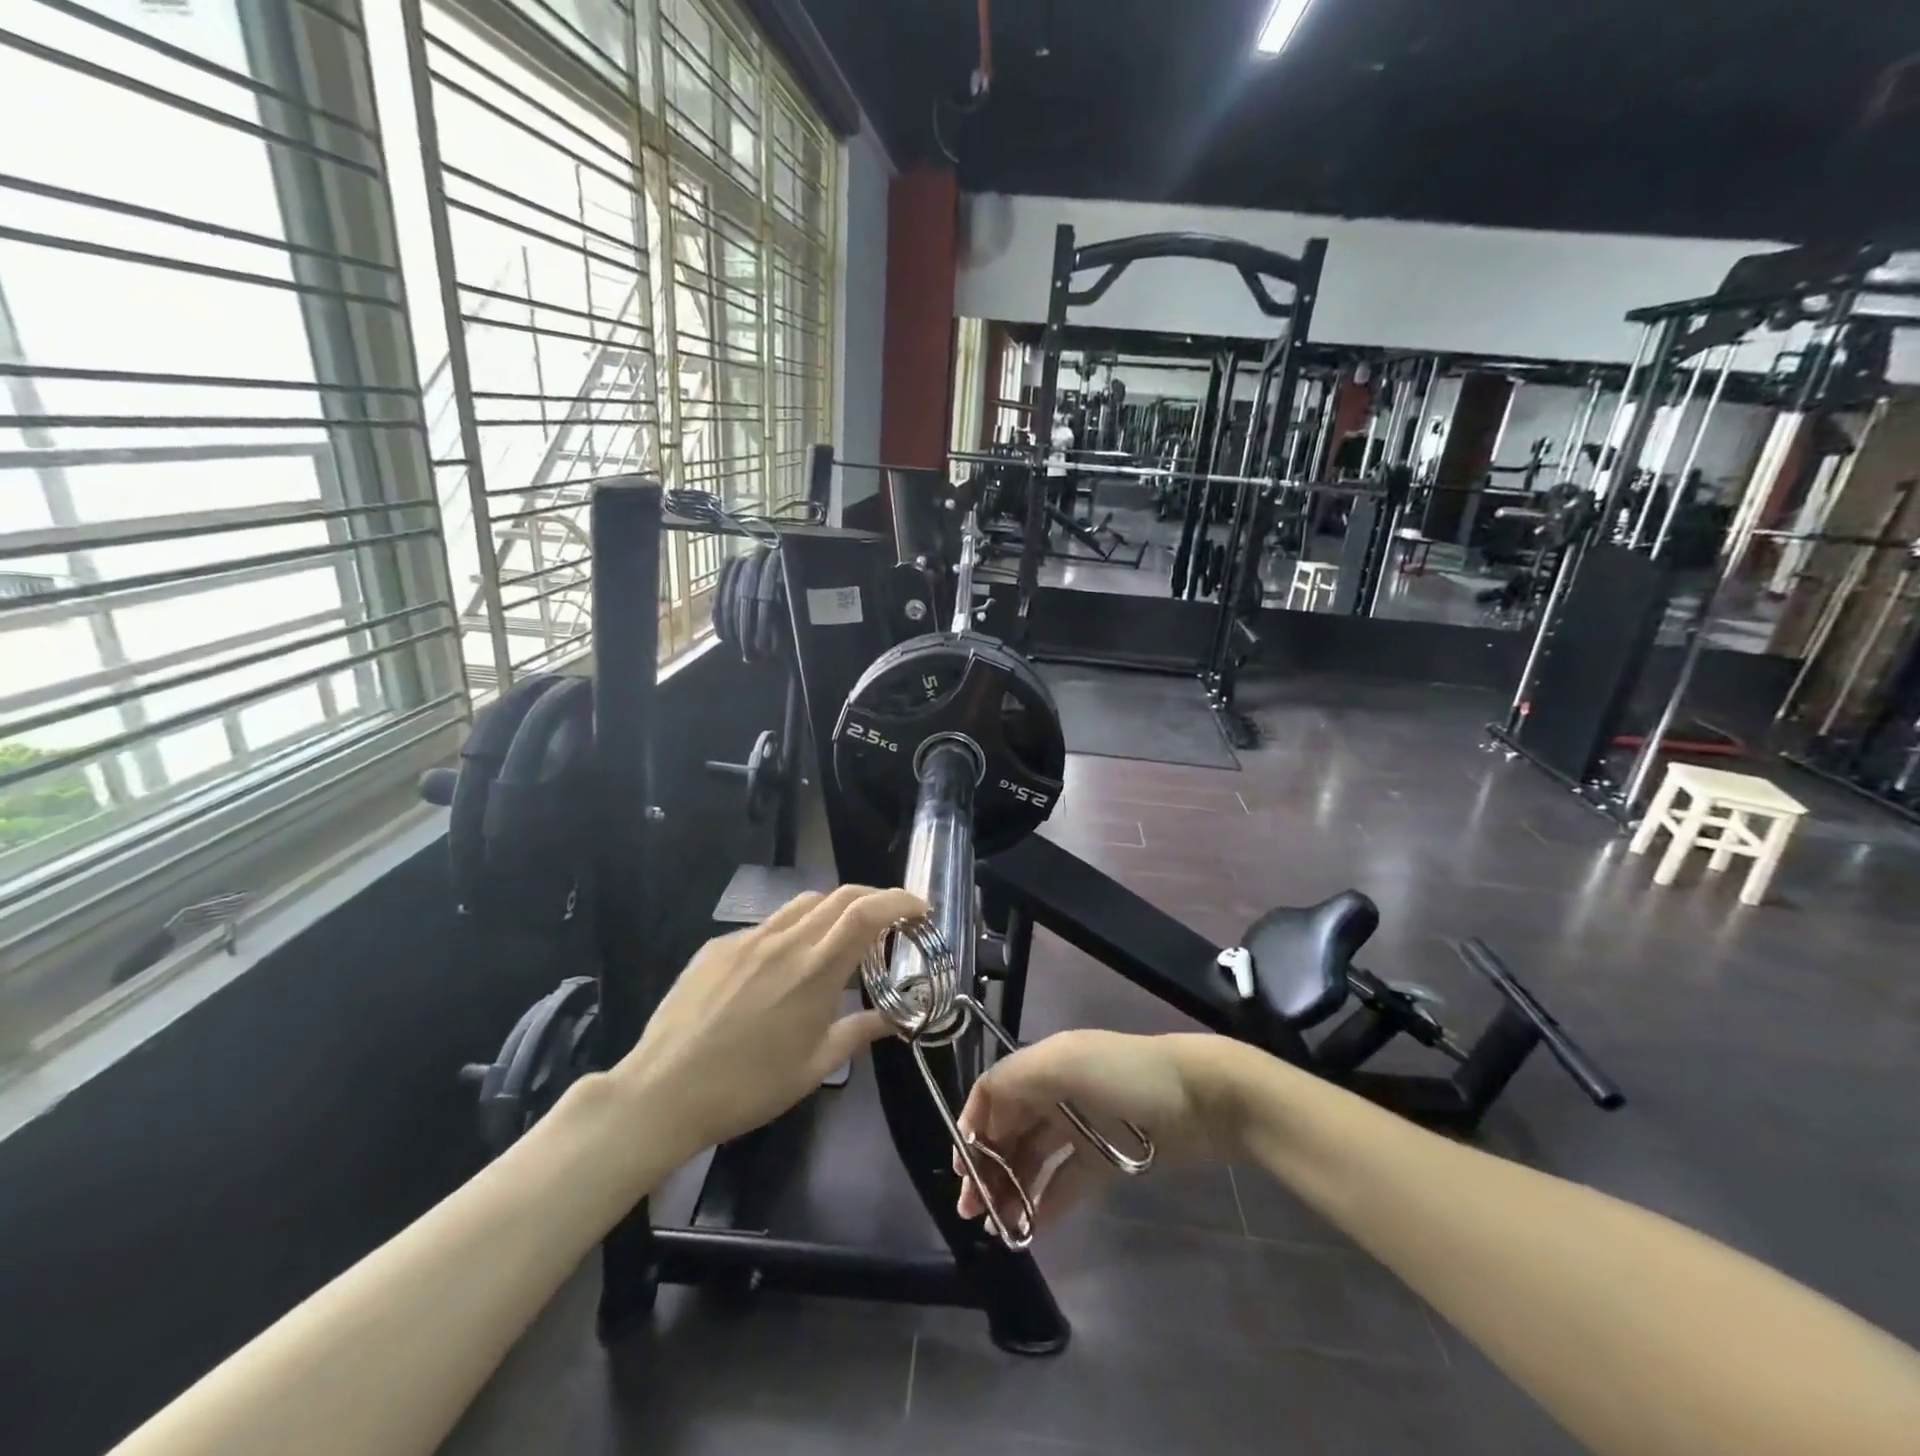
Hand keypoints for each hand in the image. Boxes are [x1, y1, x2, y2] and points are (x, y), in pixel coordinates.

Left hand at [615, 884, 925, 1157]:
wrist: (662, 1093)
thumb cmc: (749, 1087)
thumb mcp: (814, 1066)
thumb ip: (859, 1032)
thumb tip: (894, 1020)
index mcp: (816, 970)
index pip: (868, 913)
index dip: (900, 901)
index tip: (920, 909)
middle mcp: (785, 941)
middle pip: (841, 896)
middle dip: (874, 899)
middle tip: (889, 922)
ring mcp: (748, 939)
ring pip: (803, 904)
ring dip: (833, 910)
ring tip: (838, 940)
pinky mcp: (718, 946)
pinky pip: (766, 926)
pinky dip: (791, 932)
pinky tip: (781, 967)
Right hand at [954, 1031, 1236, 1231]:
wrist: (1200, 1098)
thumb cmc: (1124, 1076)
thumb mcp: (1065, 1063)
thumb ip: (1014, 1080)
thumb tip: (979, 1111)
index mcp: (1044, 1065)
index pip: (994, 1093)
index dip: (973, 1126)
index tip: (962, 1169)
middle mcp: (1056, 1093)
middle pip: (1010, 1130)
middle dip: (988, 1166)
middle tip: (972, 1211)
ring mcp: (1081, 1128)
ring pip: (1035, 1159)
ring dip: (1013, 1189)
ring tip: (998, 1228)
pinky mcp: (1105, 1160)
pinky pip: (1066, 1182)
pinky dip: (1046, 1203)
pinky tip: (1030, 1229)